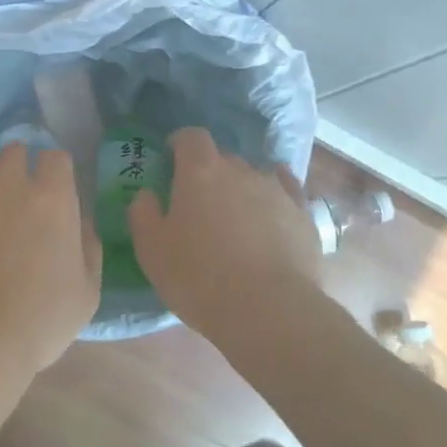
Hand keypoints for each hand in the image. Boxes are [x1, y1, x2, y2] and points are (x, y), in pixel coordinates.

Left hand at [0, 142, 100, 373]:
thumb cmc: (36, 323)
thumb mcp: (86, 293)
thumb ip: (88, 248)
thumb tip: (80, 223)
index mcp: (52, 199)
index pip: (55, 157)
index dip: (55, 172)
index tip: (53, 190)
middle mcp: (7, 184)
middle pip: (13, 151)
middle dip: (17, 169)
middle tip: (16, 200)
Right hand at [128, 127, 324, 341]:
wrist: (268, 309)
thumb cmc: (198, 277)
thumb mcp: (151, 250)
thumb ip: (143, 213)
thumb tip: (147, 194)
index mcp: (201, 171)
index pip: (191, 137)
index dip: (180, 144)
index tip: (171, 160)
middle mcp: (241, 170)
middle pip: (222, 158)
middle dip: (209, 173)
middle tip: (199, 205)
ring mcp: (277, 190)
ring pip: (254, 177)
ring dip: (241, 190)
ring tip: (235, 221)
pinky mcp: (303, 214)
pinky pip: (287, 192)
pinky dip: (275, 197)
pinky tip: (273, 210)